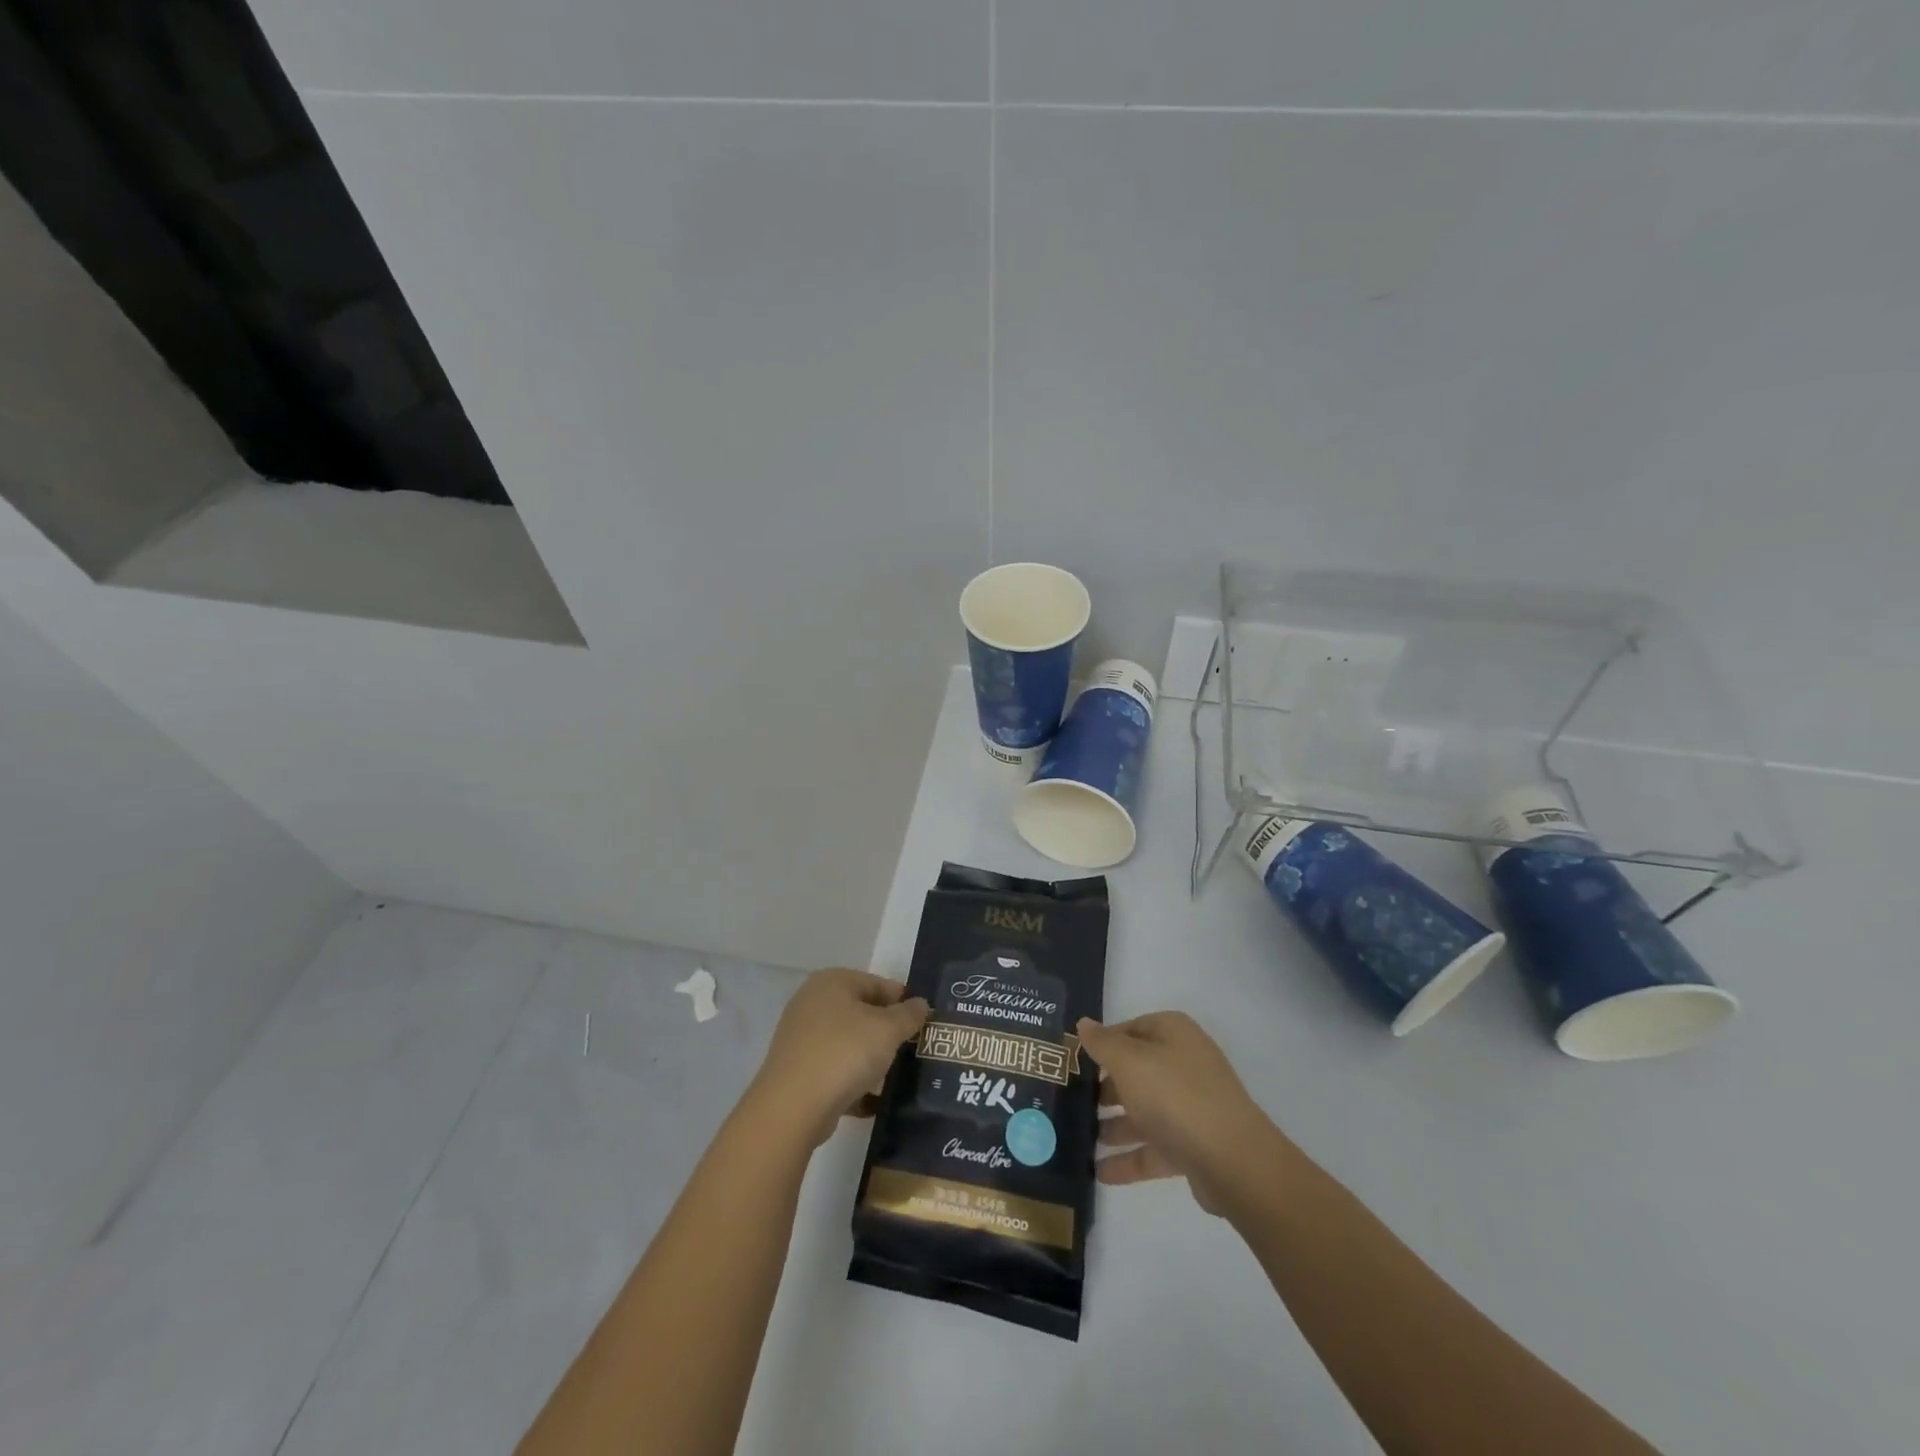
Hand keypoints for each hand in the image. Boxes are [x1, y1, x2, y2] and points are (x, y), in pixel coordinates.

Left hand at [747, 969, 928, 1147]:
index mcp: (832, 982)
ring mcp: (801, 1037)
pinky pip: (834, 1069)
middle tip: (911, 1048)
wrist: (793, 1107)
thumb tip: (920, 1004)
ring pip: (848, 1042)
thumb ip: (908, 1015)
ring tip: (896, 1075)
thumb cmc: (844, 1053)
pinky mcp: (797, 1070)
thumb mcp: (887, 1030)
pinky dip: (853, 1081)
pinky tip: (873, 1100)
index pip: (877, 983)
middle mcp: (812, 1002)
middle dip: (886, 1031)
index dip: (903, 1000)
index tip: (923, 1022)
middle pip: (861, 1012)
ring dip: (871, 1058)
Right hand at [1078, 1011, 1287, 1215]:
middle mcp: (1184, 1064)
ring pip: (1143, 1110)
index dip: (1101, 1043)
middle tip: (1069, 1102)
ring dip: (1113, 1125)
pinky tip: (1099, 1172)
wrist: (1233, 1161)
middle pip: (1135, 1071)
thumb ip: (1102, 1043)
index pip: (1129, 1029)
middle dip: (1103, 1088)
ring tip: (1078, 1139)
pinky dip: (1129, 1158)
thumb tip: (1084, 1024)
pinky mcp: (1193, 1145)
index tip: (1072, 1062)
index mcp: (1173, 1034)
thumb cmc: (1174, 1095)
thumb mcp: (1129, 1061)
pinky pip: (1154, 1147)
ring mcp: (1191, 1106)